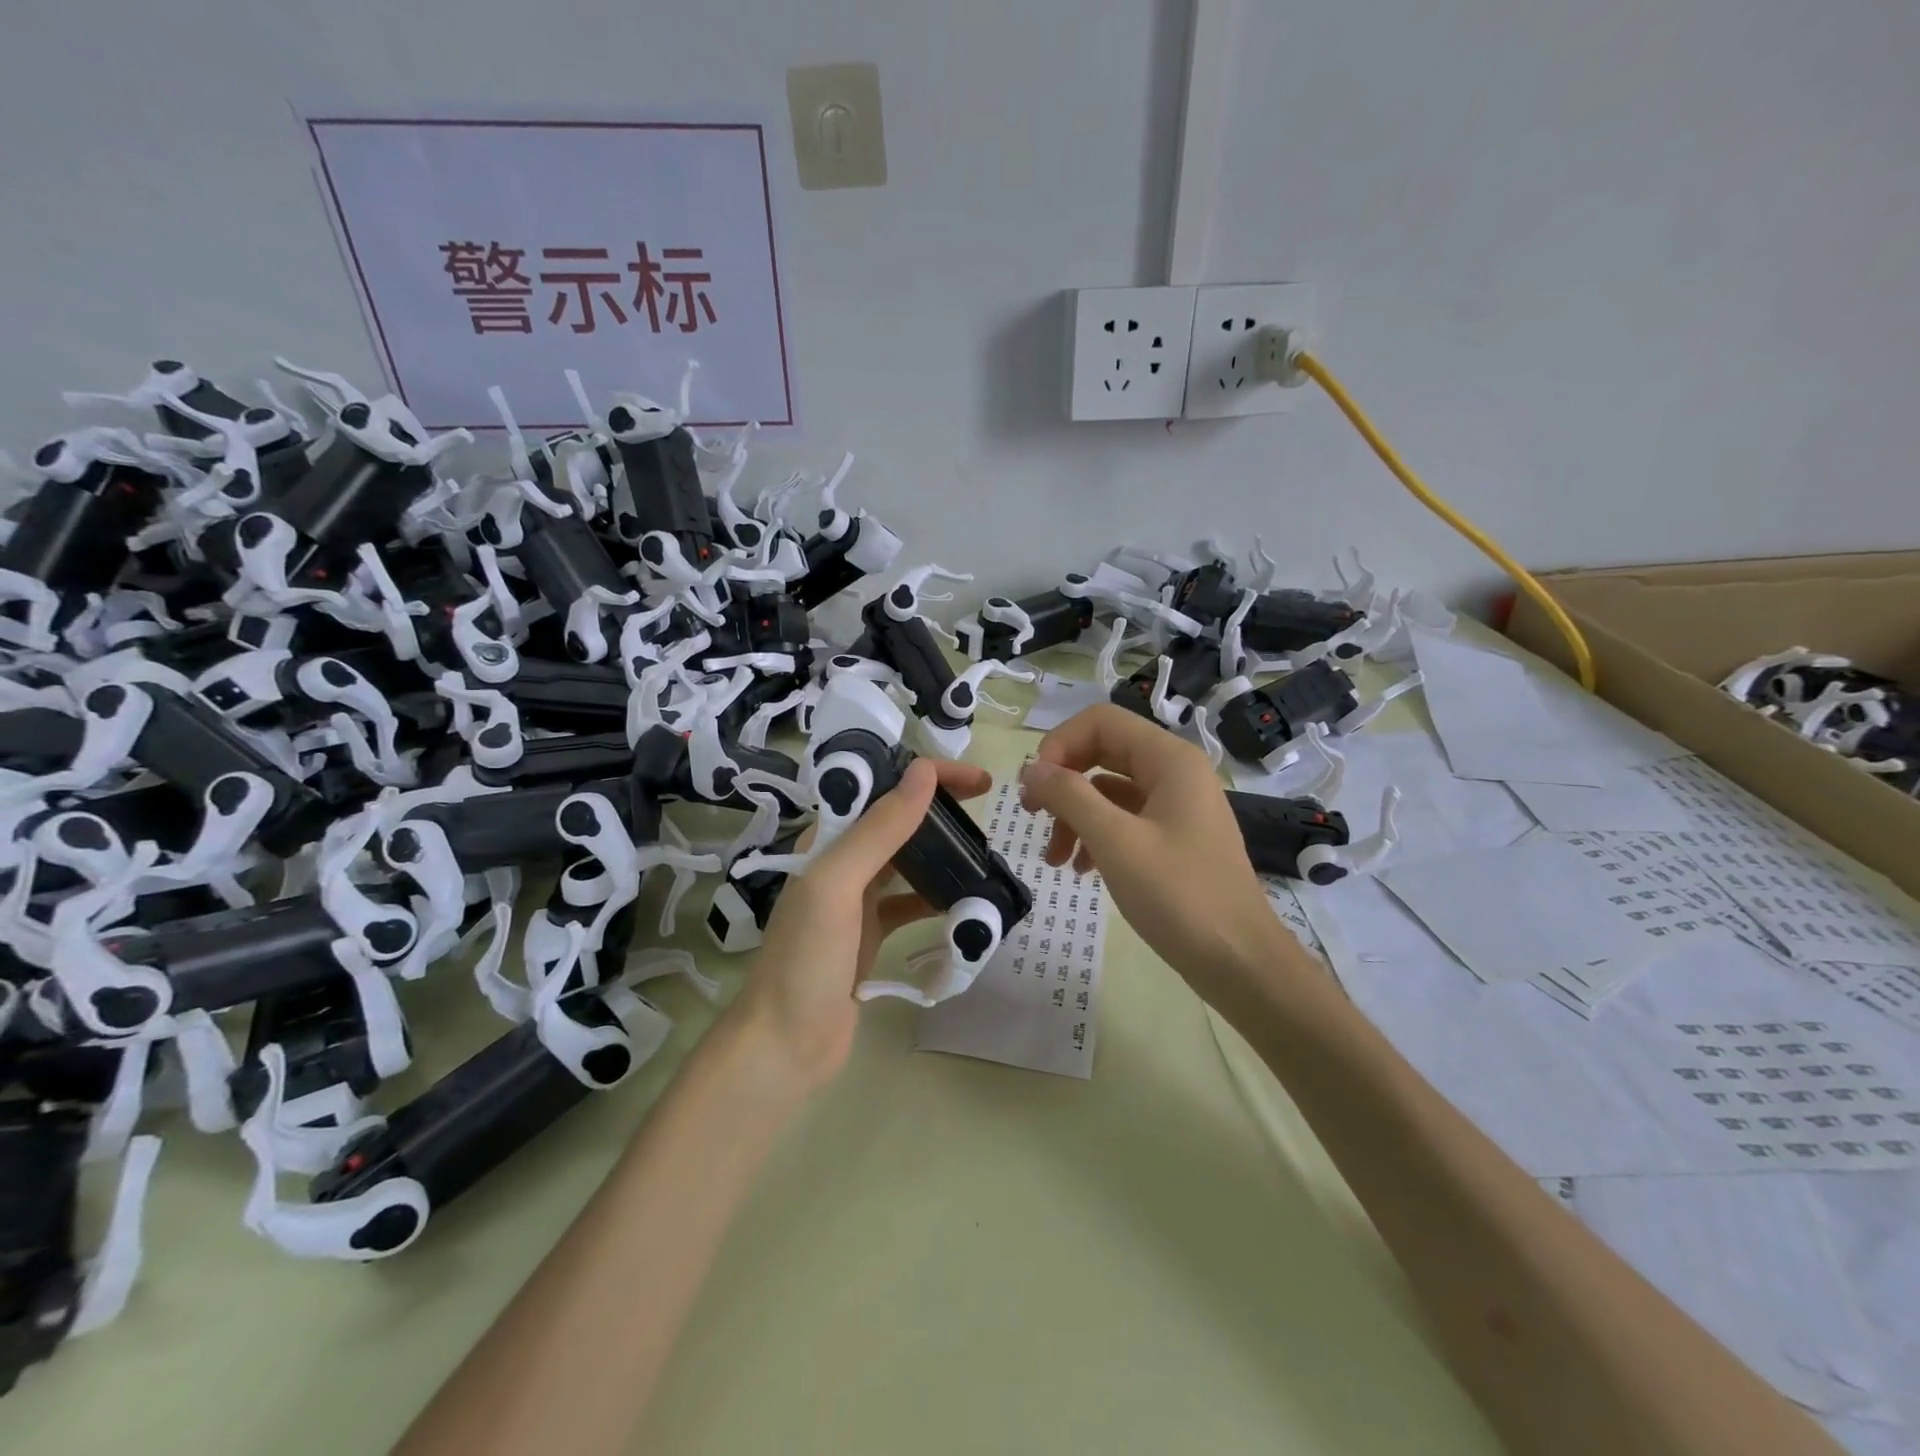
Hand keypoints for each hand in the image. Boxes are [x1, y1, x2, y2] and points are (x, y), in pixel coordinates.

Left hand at [725, 756, 992, 1094]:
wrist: (785, 1046)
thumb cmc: (806, 960)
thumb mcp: (837, 885)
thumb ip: (879, 830)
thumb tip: (923, 772)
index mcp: (826, 842)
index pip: (881, 788)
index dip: (926, 775)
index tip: (978, 781)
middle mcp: (841, 864)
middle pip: (897, 821)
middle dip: (940, 810)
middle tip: (988, 813)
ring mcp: (856, 901)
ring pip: (907, 861)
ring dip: (942, 853)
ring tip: (984, 854)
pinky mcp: (870, 934)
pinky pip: (910, 904)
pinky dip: (937, 898)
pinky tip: (966, 902)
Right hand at [1019, 705, 1287, 1005]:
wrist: (1239, 962)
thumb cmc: (1179, 896)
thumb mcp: (1115, 842)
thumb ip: (1069, 796)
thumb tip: (1031, 769)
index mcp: (1169, 759)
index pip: (1100, 721)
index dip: (1059, 745)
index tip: (1035, 787)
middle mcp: (1175, 772)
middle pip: (1103, 752)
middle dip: (1063, 781)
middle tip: (1032, 814)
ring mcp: (1177, 805)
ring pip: (1109, 790)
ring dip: (1074, 815)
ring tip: (1055, 859)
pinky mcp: (1175, 837)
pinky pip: (1125, 819)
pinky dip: (1096, 836)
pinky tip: (1082, 869)